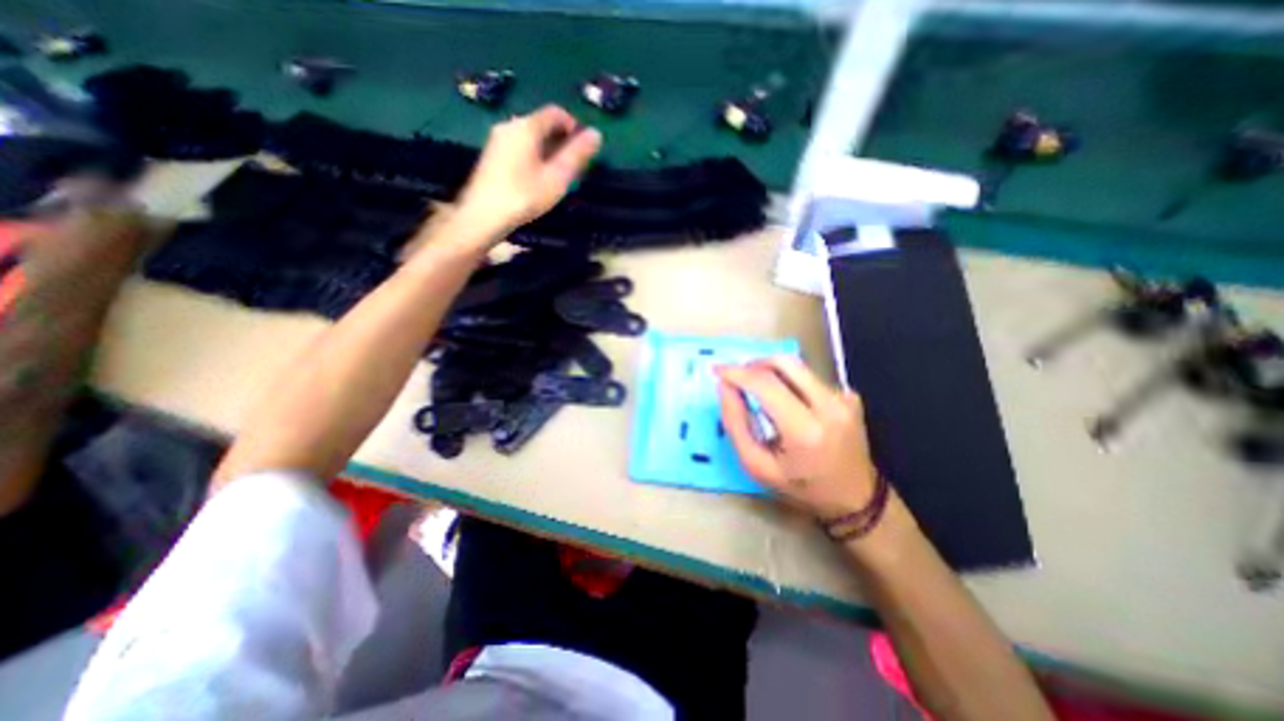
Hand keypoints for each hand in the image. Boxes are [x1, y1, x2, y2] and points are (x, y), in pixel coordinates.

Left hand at [456, 103, 602, 238]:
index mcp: (527, 126)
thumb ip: (576, 155)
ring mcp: (498, 139)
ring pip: (530, 136)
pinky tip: (538, 178)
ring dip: (548, 149)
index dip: (574, 126)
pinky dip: (534, 155)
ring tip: (557, 175)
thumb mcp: (557, 177)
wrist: (483, 215)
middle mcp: (510, 125)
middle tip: (573, 165)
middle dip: (561, 140)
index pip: (556, 112)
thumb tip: (597, 133)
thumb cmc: (524, 196)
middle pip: (542, 124)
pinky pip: (519, 146)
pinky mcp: (492, 155)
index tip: (584, 149)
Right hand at [712, 354, 884, 519]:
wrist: (856, 498)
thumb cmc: (801, 488)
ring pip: (797, 367)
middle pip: (785, 363)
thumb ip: (736, 425)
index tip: (718, 370)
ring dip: (771, 372)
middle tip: (737, 376)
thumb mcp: (758, 466)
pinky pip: (809, 377)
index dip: (737, 373)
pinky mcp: (849, 395)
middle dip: (754, 364)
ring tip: (757, 390)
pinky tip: (785, 401)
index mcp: (805, 432)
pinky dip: (789, 382)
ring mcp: (844, 398)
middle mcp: (829, 407)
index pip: (766, 384)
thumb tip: (725, 387)